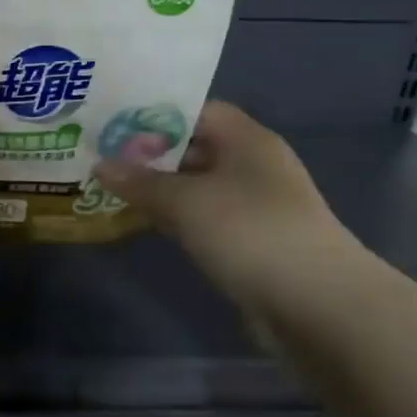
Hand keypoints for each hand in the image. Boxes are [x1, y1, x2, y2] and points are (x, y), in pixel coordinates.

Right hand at [94, 102, 366, 313]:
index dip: (154, 113)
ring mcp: (254, 205)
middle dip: (149, 152)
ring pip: (196, 185)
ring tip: (110, 186)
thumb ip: (140, 181)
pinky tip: (143, 221)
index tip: (112, 122)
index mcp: (246, 140)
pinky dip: (175, 216)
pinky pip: (203, 217)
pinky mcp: (250, 241)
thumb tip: (100, 165)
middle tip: (100, 154)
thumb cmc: (249, 232)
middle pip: (193, 146)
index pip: (195, 110)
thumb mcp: (185, 201)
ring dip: (159, 187)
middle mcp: (252, 165)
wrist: (316, 306)